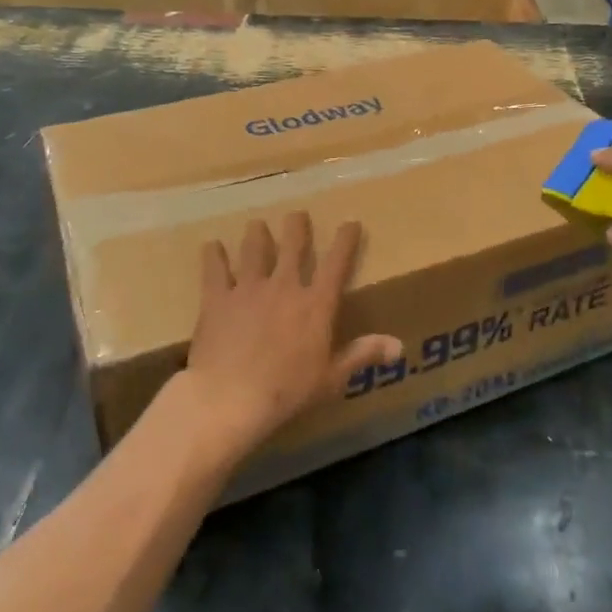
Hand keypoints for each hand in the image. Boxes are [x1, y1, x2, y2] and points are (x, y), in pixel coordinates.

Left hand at [179, 214, 401, 458]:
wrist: (230, 397)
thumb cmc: (287, 391)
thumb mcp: (331, 378)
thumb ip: (362, 355)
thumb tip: (399, 346)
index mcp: (315, 304)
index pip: (336, 263)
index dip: (345, 240)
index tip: (350, 223)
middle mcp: (284, 286)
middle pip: (293, 246)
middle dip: (297, 227)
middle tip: (297, 214)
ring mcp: (248, 289)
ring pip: (254, 250)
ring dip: (257, 235)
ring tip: (257, 225)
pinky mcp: (217, 298)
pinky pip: (215, 269)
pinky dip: (213, 255)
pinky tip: (211, 246)